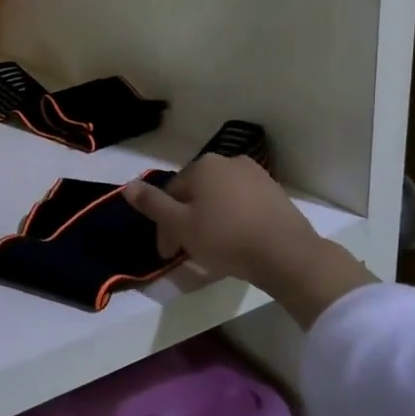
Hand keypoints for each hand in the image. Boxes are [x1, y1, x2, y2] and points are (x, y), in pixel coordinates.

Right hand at [121, 155, 373, 327]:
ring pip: (218, 198)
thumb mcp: (180, 225)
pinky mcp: (274, 191)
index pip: (170, 195)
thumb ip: (152, 204)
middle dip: (186, 221)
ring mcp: (255, 174)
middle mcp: (228, 160)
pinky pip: (241, 204)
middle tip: (187, 253)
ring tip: (211, 249)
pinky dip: (232, 219)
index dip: (164, 227)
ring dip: (208, 220)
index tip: (168, 255)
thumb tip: (128, 185)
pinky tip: (236, 241)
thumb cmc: (226, 238)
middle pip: (194, 194)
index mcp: (202, 165)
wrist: (286, 253)